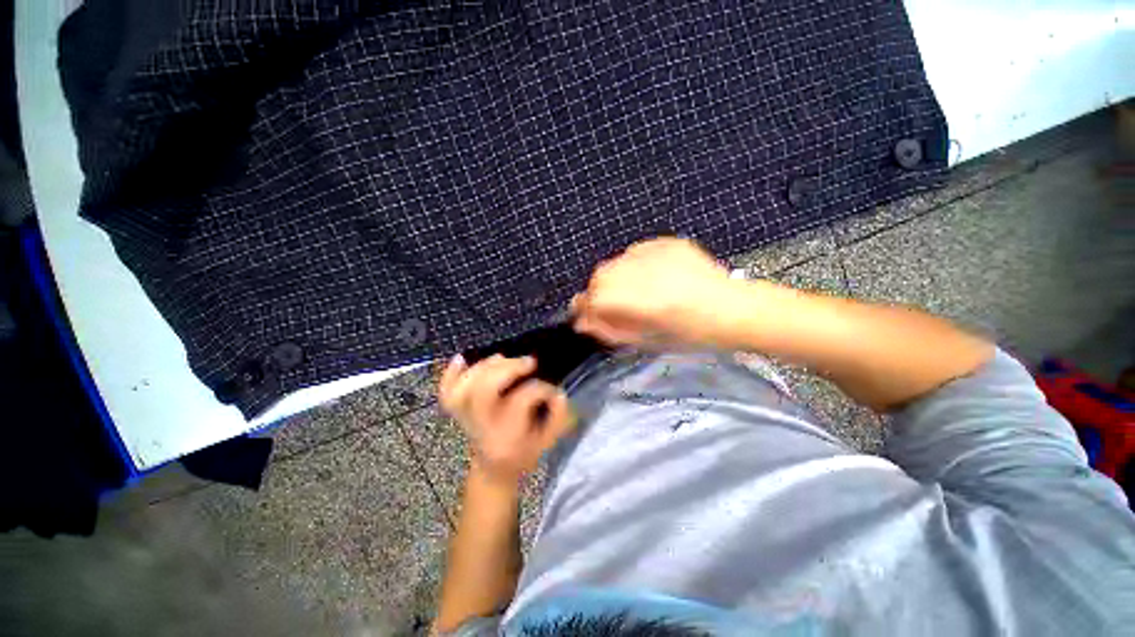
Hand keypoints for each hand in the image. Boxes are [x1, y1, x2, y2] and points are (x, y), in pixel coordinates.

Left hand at [439, 354, 574, 483]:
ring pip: (464, 388)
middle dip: (508, 369)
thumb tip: (557, 393)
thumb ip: (558, 417)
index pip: (521, 401)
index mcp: (507, 435)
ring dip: (485, 366)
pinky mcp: (457, 410)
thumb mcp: (548, 441)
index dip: (541, 389)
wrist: (492, 470)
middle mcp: (483, 425)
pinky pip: (446, 392)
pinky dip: (450, 374)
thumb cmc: (523, 453)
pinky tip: (461, 358)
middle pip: (485, 390)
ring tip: (502, 358)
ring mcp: (465, 417)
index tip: (551, 390)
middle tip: (528, 362)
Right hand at [571, 237, 744, 347]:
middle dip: (598, 292)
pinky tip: (648, 277)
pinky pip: (635, 252)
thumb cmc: (692, 335)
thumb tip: (582, 322)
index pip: (595, 297)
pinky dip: (632, 265)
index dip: (585, 307)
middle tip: (610, 306)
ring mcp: (659, 253)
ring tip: (632, 292)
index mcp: (645, 302)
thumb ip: (611, 331)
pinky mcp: (668, 243)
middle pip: (601, 275)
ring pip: (616, 261)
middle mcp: (648, 272)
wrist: (734, 309)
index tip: (586, 315)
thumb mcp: (648, 341)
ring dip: (614, 278)